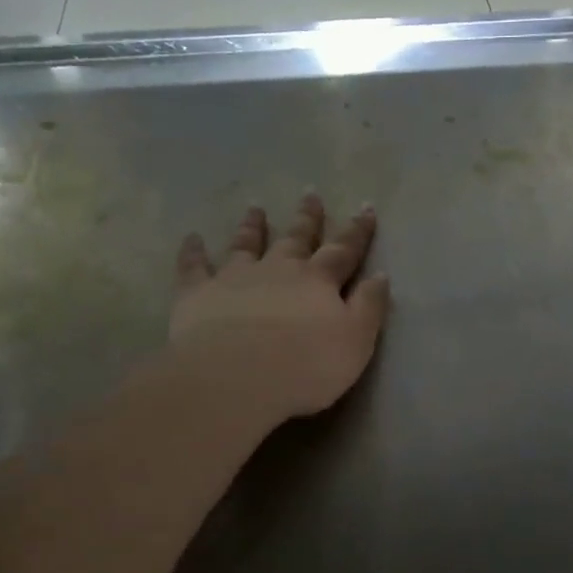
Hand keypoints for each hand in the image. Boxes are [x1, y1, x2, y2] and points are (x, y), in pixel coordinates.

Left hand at [168, 195, 391, 423]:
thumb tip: (380, 275)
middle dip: (307, 218)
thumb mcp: (356, 341)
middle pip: (295, 238)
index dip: (357, 231)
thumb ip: (369, 307)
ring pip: (246, 244)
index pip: (343, 250)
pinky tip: (191, 238)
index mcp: (318, 281)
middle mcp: (278, 269)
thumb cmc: (306, 366)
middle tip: (310, 195)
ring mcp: (235, 278)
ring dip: (252, 226)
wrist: (236, 378)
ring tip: (255, 208)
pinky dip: (193, 251)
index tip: (366, 208)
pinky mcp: (198, 294)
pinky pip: (194, 266)